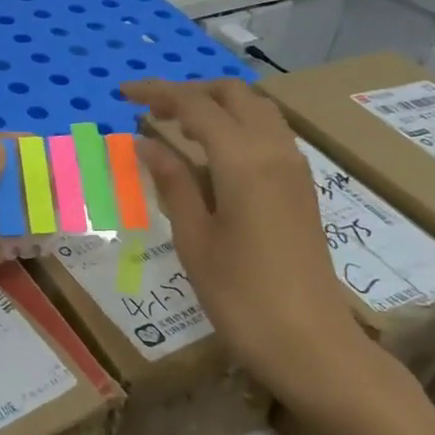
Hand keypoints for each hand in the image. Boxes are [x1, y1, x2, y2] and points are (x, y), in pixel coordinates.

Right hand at [122, 79, 409, 434]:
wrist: (311, 343)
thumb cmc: (241, 296)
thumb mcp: (195, 238)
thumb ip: (172, 181)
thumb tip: (146, 141)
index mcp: (244, 160)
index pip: (195, 105)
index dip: (157, 93)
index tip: (123, 92)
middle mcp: (275, 151)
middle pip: (233, 94)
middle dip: (190, 91)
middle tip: (151, 109)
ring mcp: (294, 168)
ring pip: (256, 110)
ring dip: (216, 106)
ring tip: (177, 127)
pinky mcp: (301, 188)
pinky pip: (268, 133)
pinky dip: (236, 125)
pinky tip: (211, 154)